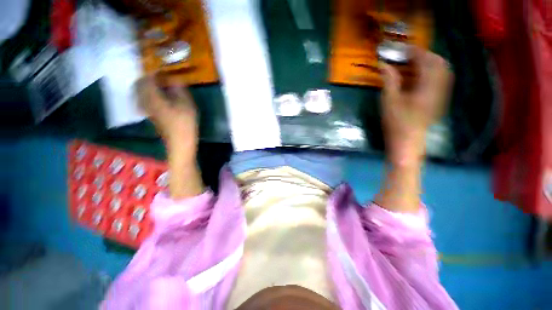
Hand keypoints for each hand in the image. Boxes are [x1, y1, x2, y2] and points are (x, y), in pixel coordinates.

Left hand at [136, 74, 197, 151]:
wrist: (180, 141)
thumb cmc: (185, 123)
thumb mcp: (187, 104)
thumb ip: (179, 90)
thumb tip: (174, 79)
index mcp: (153, 98)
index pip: (146, 78)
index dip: (153, 71)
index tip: (162, 68)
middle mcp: (145, 102)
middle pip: (138, 84)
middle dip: (147, 77)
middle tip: (160, 76)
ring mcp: (146, 109)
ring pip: (139, 92)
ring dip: (146, 86)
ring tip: (159, 85)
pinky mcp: (150, 115)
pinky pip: (142, 99)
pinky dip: (148, 94)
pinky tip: (159, 96)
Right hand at [380, 48, 452, 163]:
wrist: (408, 142)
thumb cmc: (396, 123)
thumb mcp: (389, 101)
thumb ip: (389, 80)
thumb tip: (383, 64)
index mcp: (427, 87)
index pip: (427, 61)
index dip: (416, 52)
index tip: (404, 49)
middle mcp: (440, 88)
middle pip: (439, 63)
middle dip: (425, 56)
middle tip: (409, 56)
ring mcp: (441, 95)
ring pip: (442, 71)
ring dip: (429, 64)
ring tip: (413, 65)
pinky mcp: (439, 101)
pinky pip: (441, 80)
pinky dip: (431, 73)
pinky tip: (419, 78)